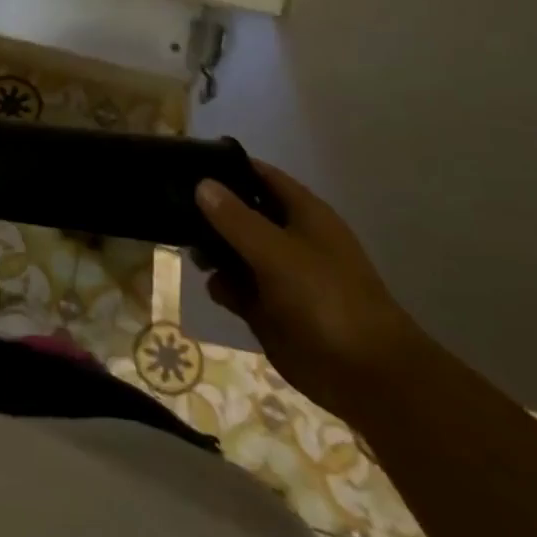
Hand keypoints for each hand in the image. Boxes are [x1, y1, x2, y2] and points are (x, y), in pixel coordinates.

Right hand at [194, 163, 429, 421]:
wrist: (364, 375)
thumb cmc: (327, 299)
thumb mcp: (277, 252)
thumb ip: (236, 218)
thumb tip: (202, 184)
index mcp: (304, 215)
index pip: (261, 176)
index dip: (228, 166)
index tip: (186, 162)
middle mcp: (289, 238)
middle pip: (241, 212)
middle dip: (209, 212)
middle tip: (173, 209)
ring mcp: (278, 274)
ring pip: (232, 250)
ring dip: (211, 251)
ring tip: (195, 255)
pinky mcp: (268, 307)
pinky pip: (235, 286)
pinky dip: (223, 286)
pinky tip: (218, 290)